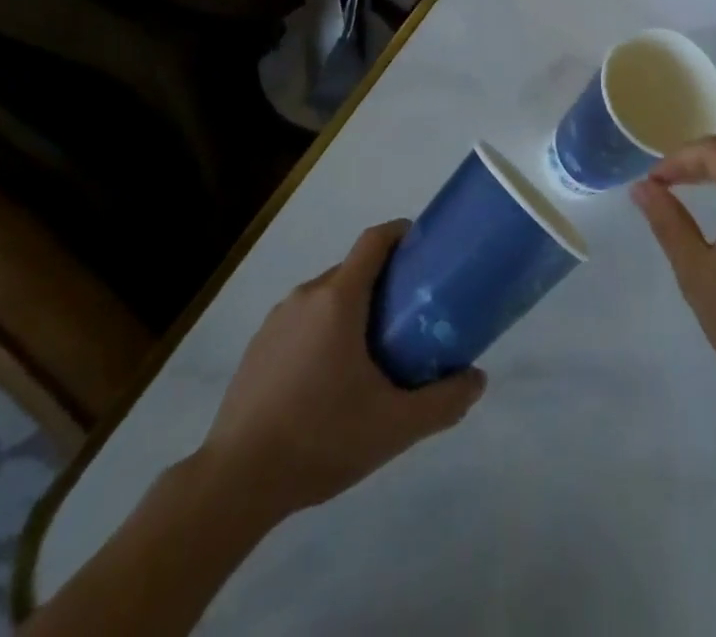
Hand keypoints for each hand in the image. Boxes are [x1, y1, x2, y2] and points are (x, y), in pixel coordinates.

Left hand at [200, 221, 486, 516]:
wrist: (236, 480)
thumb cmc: (321, 438)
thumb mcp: (394, 426)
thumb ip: (442, 401)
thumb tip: (478, 380)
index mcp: (339, 298)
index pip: (374, 240)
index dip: (402, 234)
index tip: (425, 249)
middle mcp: (306, 295)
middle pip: (353, 270)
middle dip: (384, 282)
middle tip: (410, 316)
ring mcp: (277, 320)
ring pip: (327, 297)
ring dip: (353, 309)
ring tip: (374, 352)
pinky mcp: (258, 346)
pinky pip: (302, 321)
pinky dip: (324, 331)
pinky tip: (330, 380)